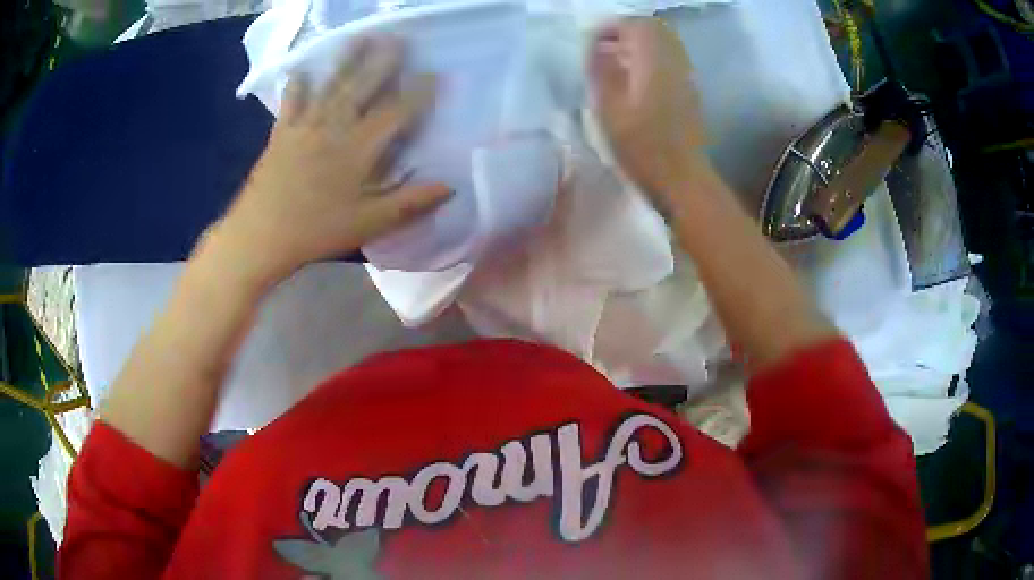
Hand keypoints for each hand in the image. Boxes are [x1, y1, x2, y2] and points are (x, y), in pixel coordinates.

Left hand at [217, 34, 451, 285]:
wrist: (260, 235)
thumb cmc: (316, 231)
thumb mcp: (368, 224)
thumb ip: (409, 203)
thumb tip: (449, 187)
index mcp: (358, 149)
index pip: (395, 113)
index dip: (418, 93)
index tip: (434, 75)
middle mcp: (334, 127)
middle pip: (363, 87)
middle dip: (382, 62)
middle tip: (397, 38)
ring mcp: (305, 127)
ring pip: (331, 86)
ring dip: (347, 60)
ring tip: (359, 38)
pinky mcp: (281, 134)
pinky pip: (291, 103)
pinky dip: (297, 86)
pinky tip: (301, 72)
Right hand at [588, 18, 709, 204]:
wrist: (682, 179)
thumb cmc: (643, 148)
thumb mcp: (610, 110)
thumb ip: (602, 72)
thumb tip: (597, 48)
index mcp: (655, 62)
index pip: (635, 25)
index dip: (611, 28)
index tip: (591, 43)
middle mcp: (675, 62)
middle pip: (653, 29)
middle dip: (625, 32)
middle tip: (603, 49)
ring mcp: (686, 77)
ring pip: (663, 44)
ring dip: (638, 45)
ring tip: (616, 63)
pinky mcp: (689, 92)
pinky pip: (670, 60)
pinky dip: (650, 59)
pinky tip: (635, 80)